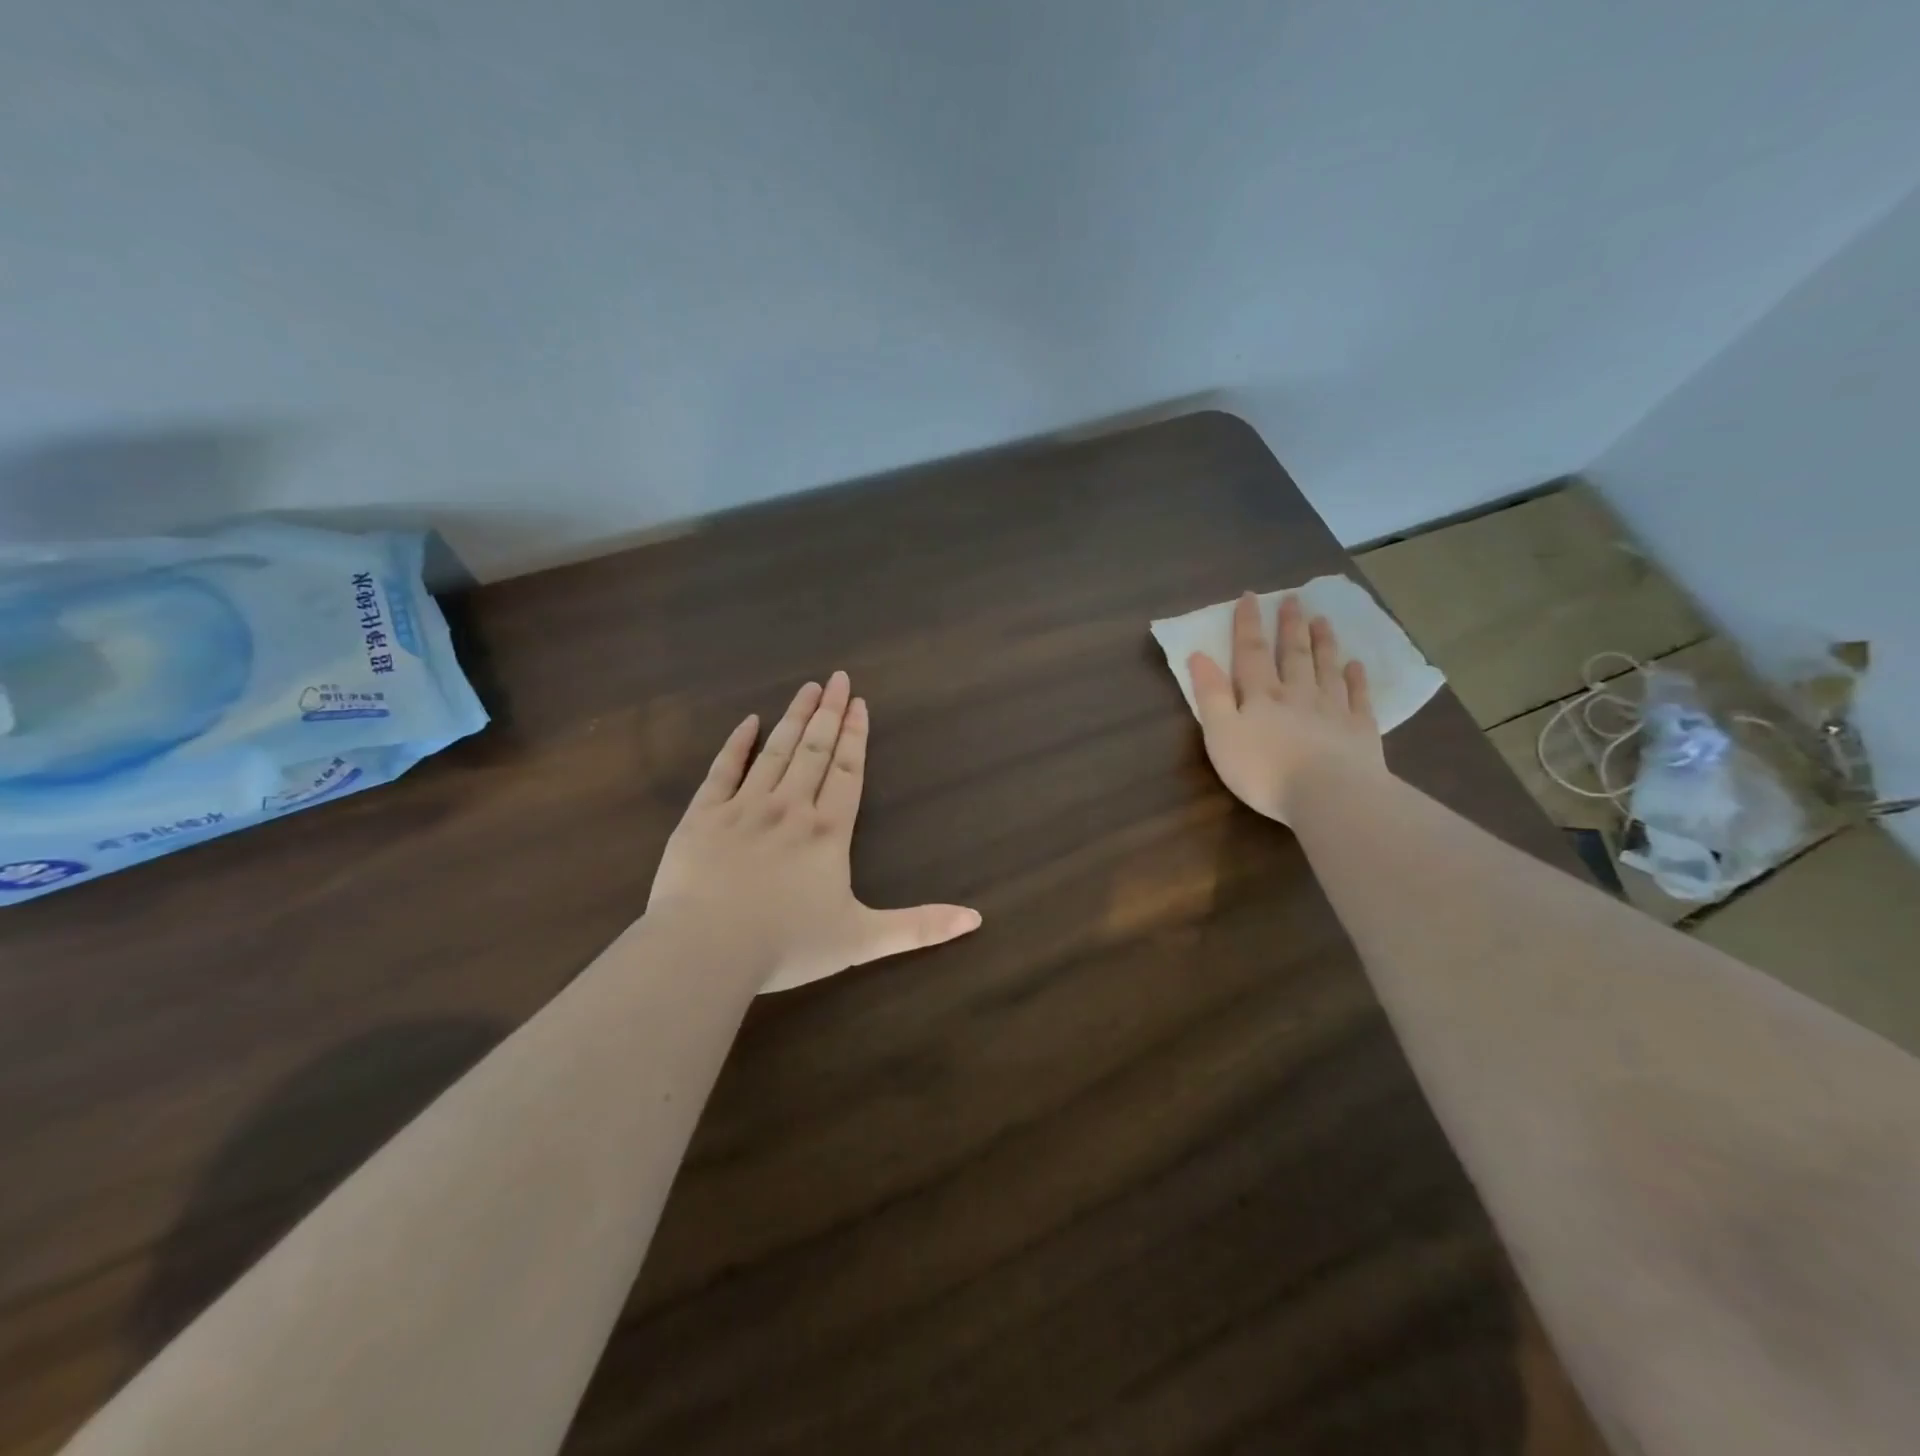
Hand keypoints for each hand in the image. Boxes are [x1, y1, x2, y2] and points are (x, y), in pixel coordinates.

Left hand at [648, 671, 981, 992]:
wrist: (707, 949)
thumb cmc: (787, 945)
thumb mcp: (863, 941)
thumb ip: (920, 927)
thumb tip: (976, 919)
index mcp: (827, 832)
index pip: (847, 771)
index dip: (855, 736)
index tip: (859, 702)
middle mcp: (789, 808)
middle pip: (815, 751)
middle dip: (828, 713)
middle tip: (837, 678)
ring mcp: (744, 808)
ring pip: (775, 752)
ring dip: (794, 718)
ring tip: (807, 688)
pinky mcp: (703, 816)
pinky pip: (722, 770)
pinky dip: (736, 744)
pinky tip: (748, 722)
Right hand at [1189, 592, 1385, 823]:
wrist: (1329, 795)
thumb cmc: (1264, 770)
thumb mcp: (1221, 734)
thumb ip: (1210, 695)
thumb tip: (1198, 655)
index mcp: (1261, 696)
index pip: (1251, 653)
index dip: (1248, 625)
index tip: (1250, 596)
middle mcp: (1297, 694)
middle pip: (1293, 654)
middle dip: (1289, 626)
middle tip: (1293, 599)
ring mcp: (1333, 710)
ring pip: (1326, 668)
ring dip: (1323, 643)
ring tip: (1322, 620)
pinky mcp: (1360, 730)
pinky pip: (1358, 697)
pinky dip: (1356, 679)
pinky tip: (1356, 665)